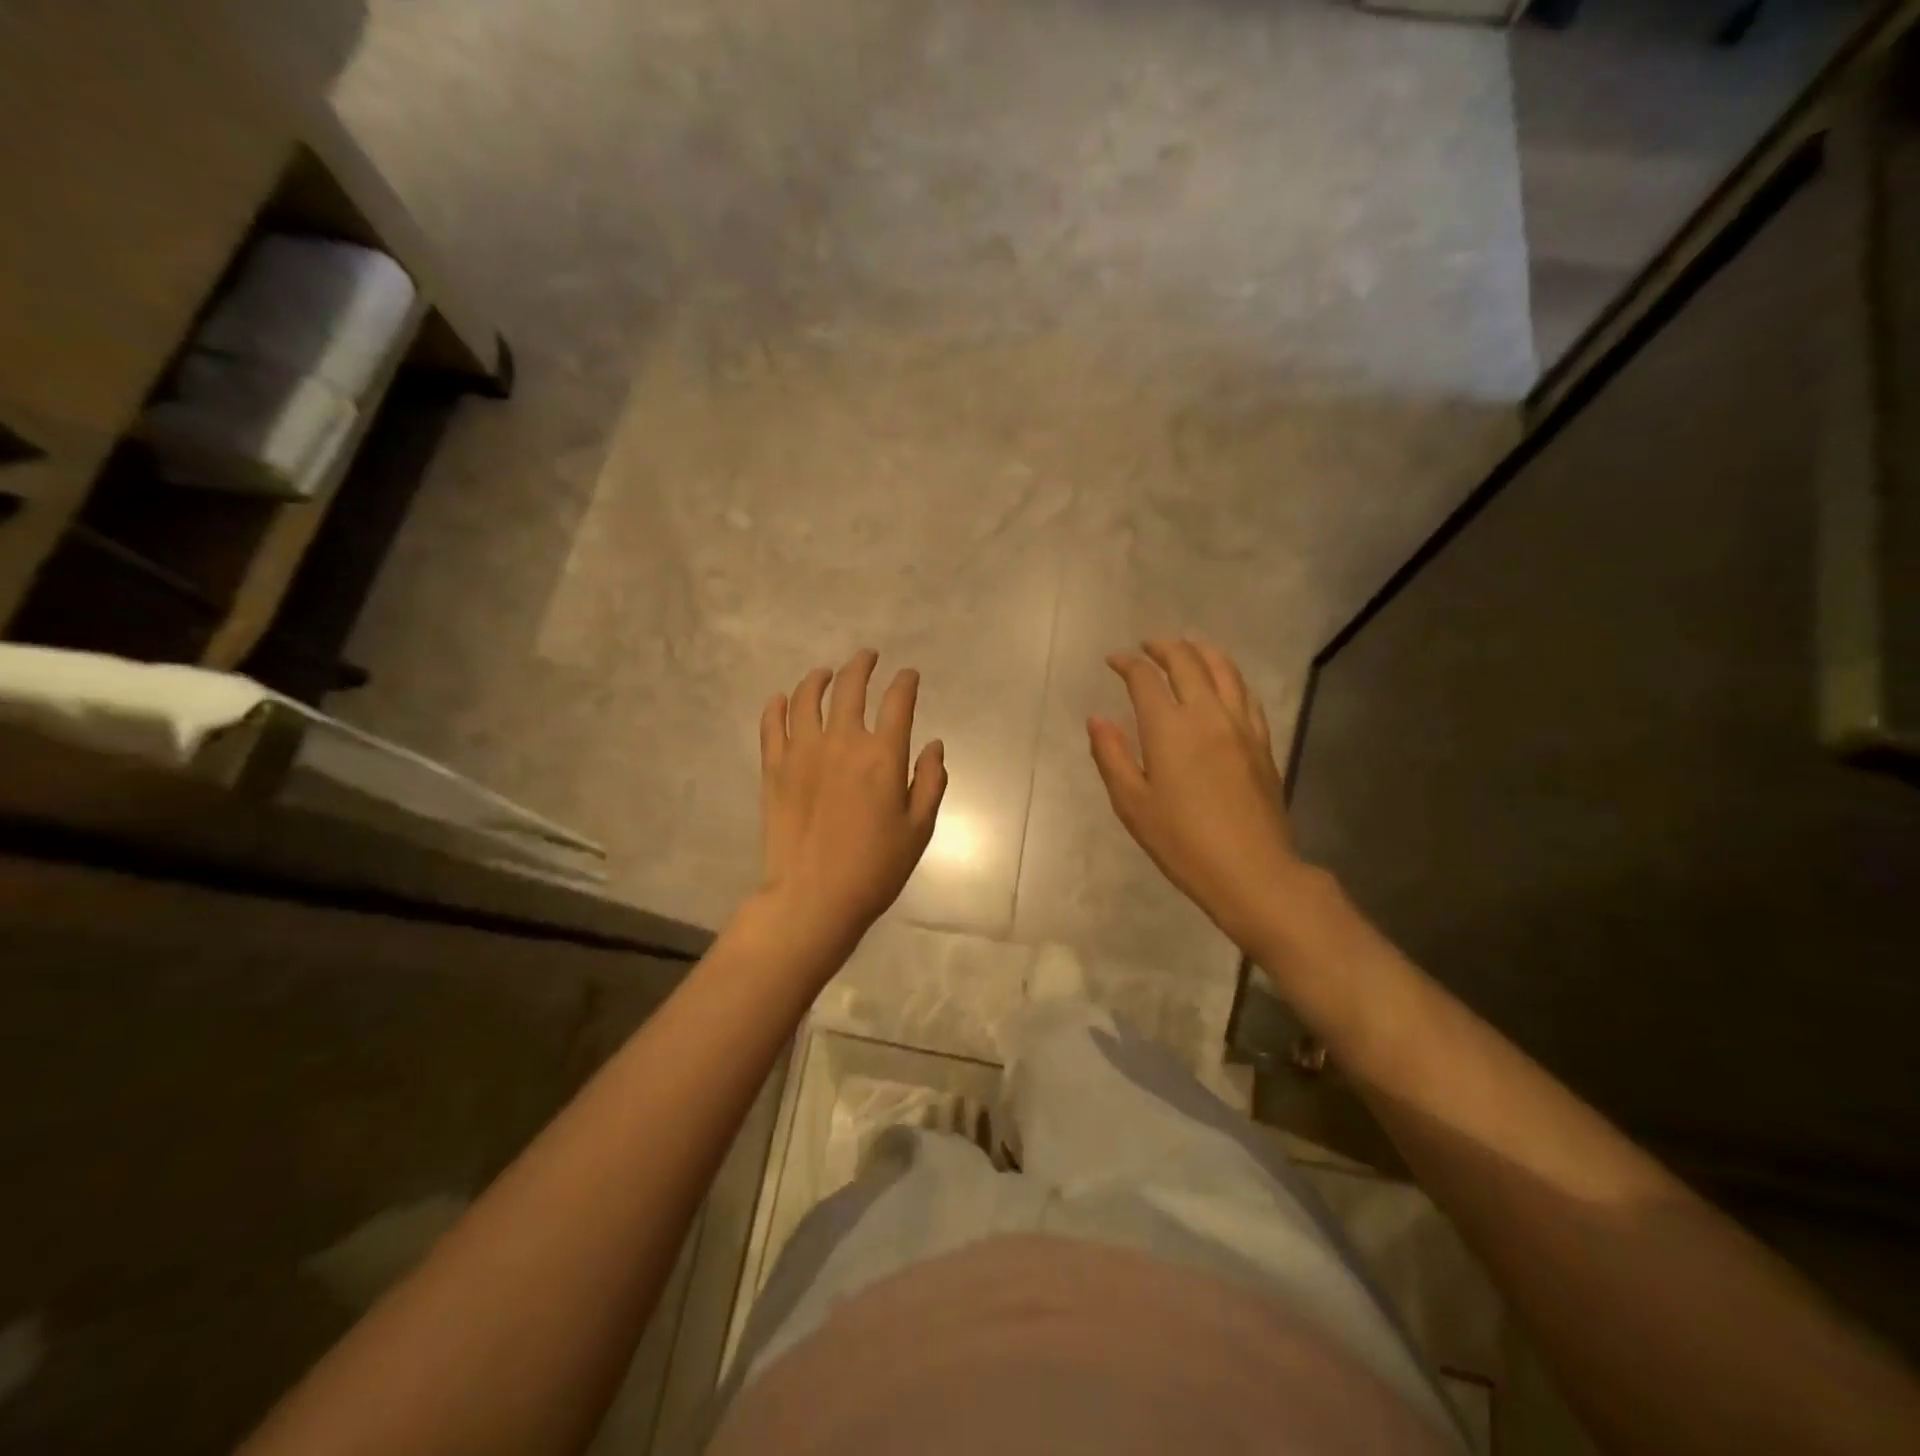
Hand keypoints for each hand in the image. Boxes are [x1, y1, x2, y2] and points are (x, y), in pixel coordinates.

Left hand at [758, 649, 946, 951]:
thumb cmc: (875, 868)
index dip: (906, 683)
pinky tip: (782, 700)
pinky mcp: (774, 768)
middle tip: (867, 657)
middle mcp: (842, 742)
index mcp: (883, 756)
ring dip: (819, 679)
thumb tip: (935, 745)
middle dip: (862, 665)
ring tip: (825, 674)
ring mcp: (802, 752)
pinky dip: (777, 706)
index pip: (898, 702)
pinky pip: (771, 725)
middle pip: (850, 687)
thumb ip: (930, 782)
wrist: (813, 898)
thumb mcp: (918, 829)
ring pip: (806, 698)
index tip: (909, 676)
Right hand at [1088, 639, 1300, 949]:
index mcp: (1170, 728)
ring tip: (1186, 648)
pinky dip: (1229, 675)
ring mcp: (1241, 725)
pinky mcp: (1262, 742)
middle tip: (1146, 646)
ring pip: (1224, 669)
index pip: (1146, 678)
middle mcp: (1208, 714)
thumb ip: (1111, 756)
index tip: (1113, 660)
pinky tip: (1223, 681)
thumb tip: (1098, 719)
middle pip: (1188, 661)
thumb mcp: (1132, 804)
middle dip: (1163, 647)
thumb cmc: (1182, 842)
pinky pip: (1246, 694)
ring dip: (1201, 651)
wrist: (1251, 870)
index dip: (1127, 663)